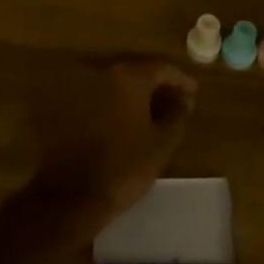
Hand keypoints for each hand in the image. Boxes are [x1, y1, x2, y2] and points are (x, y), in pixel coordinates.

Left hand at [29, 59, 196, 221]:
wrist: (74, 195)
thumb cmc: (125, 166)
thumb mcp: (163, 142)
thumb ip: (178, 114)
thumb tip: (184, 98)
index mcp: (128, 78)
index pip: (161, 68)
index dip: (180, 80)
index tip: (194, 92)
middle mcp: (103, 76)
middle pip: (138, 74)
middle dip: (159, 87)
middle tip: (178, 103)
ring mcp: (82, 92)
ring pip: (119, 88)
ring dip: (139, 98)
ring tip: (157, 116)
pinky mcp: (70, 111)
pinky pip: (103, 101)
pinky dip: (120, 107)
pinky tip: (131, 125)